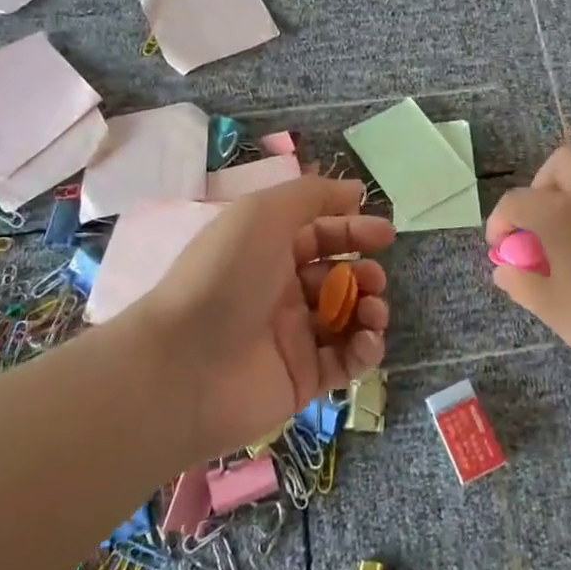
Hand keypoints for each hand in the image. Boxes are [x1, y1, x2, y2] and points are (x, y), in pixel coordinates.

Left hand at [141, 177, 393, 460]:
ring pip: (347, 319)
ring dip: (370, 309)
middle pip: (338, 277)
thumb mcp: (265, 213)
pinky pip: (345, 361)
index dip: (353, 231)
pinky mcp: (302, 379)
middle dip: (365, 273)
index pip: (321, 235)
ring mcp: (292, 337)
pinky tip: (368, 340)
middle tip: (373, 279)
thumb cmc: (226, 275)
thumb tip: (355, 190)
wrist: (185, 364)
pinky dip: (364, 349)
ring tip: (372, 311)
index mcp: (268, 251)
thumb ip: (313, 195)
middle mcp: (280, 291)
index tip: (385, 234)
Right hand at [486, 144, 570, 379]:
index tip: (501, 249)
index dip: (499, 222)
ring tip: (570, 248)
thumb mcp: (553, 309)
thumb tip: (504, 269)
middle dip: (541, 185)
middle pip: (562, 161)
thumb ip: (521, 283)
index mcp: (560, 213)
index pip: (516, 201)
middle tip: (539, 224)